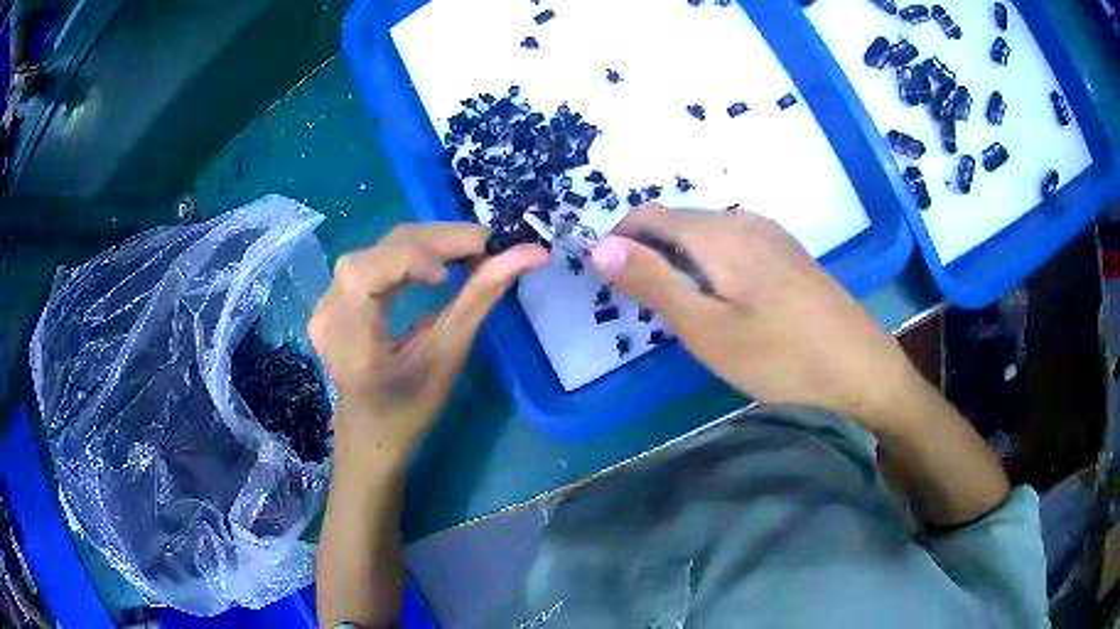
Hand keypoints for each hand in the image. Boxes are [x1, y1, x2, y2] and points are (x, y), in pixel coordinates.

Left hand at [309, 223, 547, 471]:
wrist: (368, 436)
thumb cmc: (408, 412)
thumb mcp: (446, 360)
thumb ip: (480, 300)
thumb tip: (531, 253)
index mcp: (349, 338)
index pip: (370, 272)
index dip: (418, 256)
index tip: (472, 261)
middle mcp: (329, 311)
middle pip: (382, 249)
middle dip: (438, 240)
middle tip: (489, 245)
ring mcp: (327, 301)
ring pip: (380, 247)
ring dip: (429, 242)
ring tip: (472, 250)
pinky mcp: (335, 297)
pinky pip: (376, 258)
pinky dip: (413, 252)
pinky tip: (440, 261)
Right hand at [590, 205, 918, 430]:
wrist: (861, 369)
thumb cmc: (781, 357)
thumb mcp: (707, 329)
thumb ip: (653, 282)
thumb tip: (598, 246)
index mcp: (718, 233)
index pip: (647, 215)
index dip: (618, 241)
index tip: (609, 282)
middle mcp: (744, 220)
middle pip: (677, 222)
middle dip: (650, 253)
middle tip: (646, 309)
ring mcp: (772, 234)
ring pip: (706, 235)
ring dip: (681, 261)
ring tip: (684, 311)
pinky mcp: (789, 253)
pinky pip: (734, 245)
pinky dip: (711, 266)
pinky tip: (727, 303)